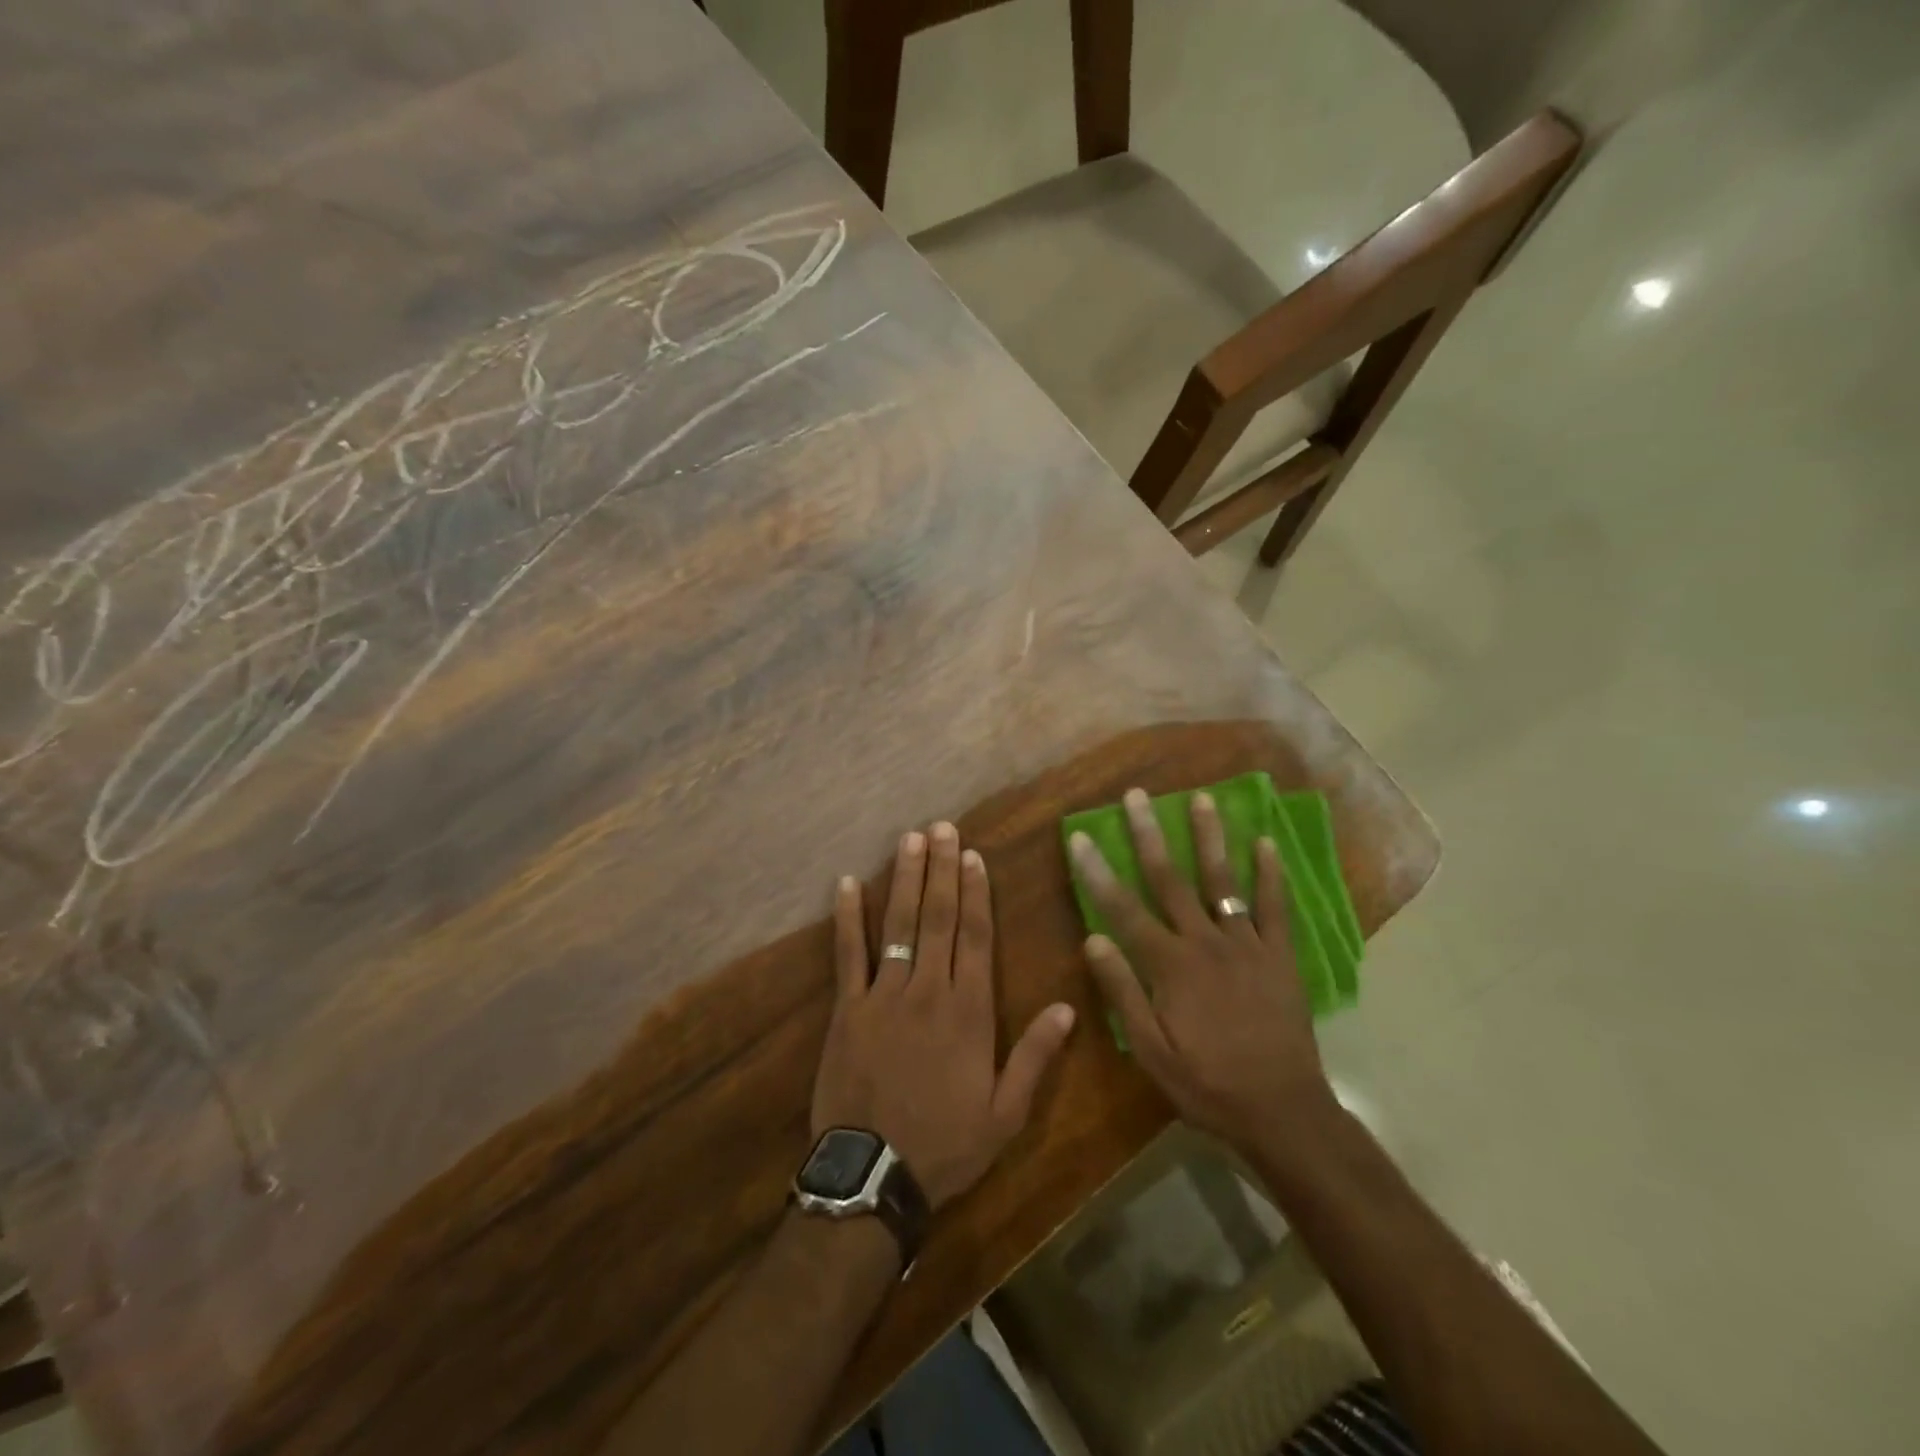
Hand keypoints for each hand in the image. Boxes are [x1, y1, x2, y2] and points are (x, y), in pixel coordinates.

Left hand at [813, 822, 1076, 1208]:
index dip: (976, 892)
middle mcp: (928, 990)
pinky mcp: (848, 1008)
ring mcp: (884, 994)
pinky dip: (847, 917)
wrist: (874, 1175)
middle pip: (937, 917)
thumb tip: (1067, 1006)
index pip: (976, 937)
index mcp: (969, 1011)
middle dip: (942, 869)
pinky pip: (848, 954)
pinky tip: (846, 883)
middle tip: (943, 827)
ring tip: (910, 839)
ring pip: (898, 924)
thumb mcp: (1006, 1113)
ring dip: (904, 878)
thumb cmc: (946, 1144)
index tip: (974, 855)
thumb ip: (1036, 1056)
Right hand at [1070, 788, 1334, 1153]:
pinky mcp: (1279, 956)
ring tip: (1201, 798)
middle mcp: (1205, 942)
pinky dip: (1270, 874)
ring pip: (1223, 881)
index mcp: (1170, 965)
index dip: (1097, 871)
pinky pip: (1275, 907)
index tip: (1080, 836)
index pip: (1123, 908)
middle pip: (1171, 879)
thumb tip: (1092, 939)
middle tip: (1137, 795)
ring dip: (1210, 837)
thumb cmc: (1207, 1083)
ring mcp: (1246, 945)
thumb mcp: (1151, 1051)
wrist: (1282, 1111)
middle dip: (1150, 834)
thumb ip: (1122, 992)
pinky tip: (1265, 842)